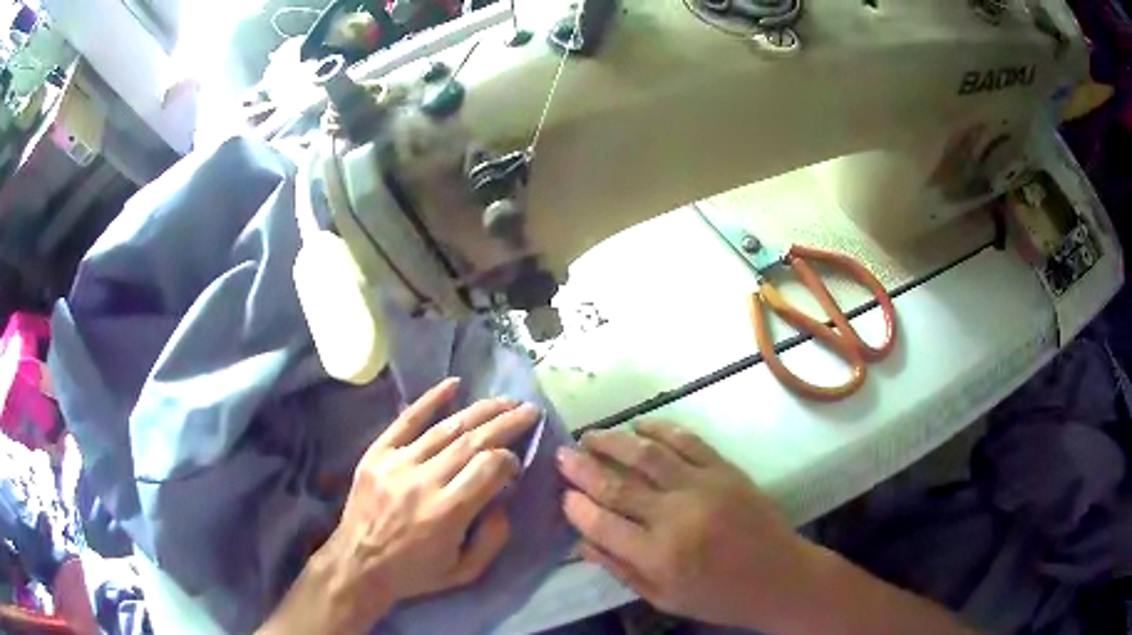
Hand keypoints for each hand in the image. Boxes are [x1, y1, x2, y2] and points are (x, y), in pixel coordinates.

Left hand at [261, 378, 540, 634]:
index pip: (489, 468)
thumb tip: (504, 500)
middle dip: (506, 422)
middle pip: (473, 441)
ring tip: (504, 400)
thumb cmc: (415, 573)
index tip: (516, 462)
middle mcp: (424, 481)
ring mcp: (397, 463)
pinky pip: (406, 420)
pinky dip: (430, 400)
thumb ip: (493, 539)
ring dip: (480, 411)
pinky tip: (454, 384)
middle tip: (529, 409)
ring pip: (446, 428)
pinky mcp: (377, 454)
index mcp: (447, 512)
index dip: (509, 459)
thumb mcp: (464, 572)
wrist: (357, 564)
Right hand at [556, 421, 812, 630]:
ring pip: (647, 455)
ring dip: (613, 442)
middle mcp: (676, 518)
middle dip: (583, 468)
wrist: (778, 577)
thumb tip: (582, 541)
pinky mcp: (726, 470)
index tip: (561, 493)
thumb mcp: (663, 598)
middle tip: (563, 454)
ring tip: (591, 435)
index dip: (575, 506)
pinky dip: (660, 429)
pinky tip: (640, 426)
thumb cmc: (718, 596)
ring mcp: (703, 488)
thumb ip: (621, 569)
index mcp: (659, 557)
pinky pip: (688, 441)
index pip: (602, 524)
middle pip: (618, 486)